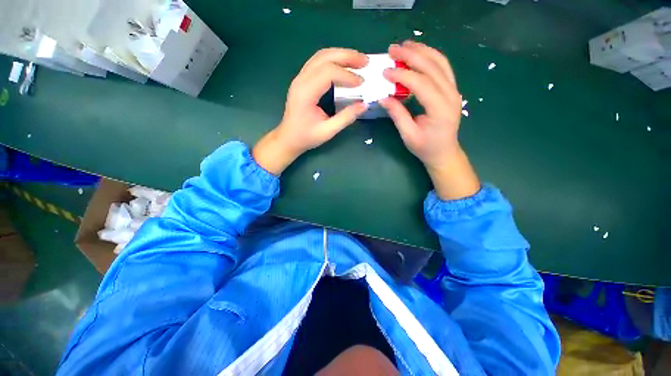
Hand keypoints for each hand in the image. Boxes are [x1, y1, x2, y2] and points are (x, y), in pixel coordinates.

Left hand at [253, 48, 368, 174]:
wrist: (288, 138)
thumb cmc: (306, 136)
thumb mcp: (327, 131)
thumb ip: (345, 118)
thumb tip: (364, 105)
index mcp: (306, 92)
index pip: (328, 73)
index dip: (347, 75)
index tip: (362, 83)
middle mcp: (301, 80)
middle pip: (325, 57)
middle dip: (347, 56)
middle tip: (365, 61)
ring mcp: (300, 78)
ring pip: (321, 56)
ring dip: (341, 55)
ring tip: (358, 61)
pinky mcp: (302, 80)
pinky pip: (318, 62)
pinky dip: (333, 60)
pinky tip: (344, 66)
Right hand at [379, 41, 479, 199]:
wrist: (444, 152)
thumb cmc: (425, 147)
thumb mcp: (408, 135)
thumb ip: (397, 115)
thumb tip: (383, 97)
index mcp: (440, 109)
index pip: (421, 83)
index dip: (402, 75)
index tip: (385, 72)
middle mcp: (451, 95)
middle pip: (432, 67)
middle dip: (411, 55)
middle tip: (393, 49)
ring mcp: (454, 91)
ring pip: (440, 63)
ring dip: (423, 51)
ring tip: (406, 45)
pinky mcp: (452, 90)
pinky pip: (443, 67)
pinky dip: (431, 57)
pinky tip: (420, 53)